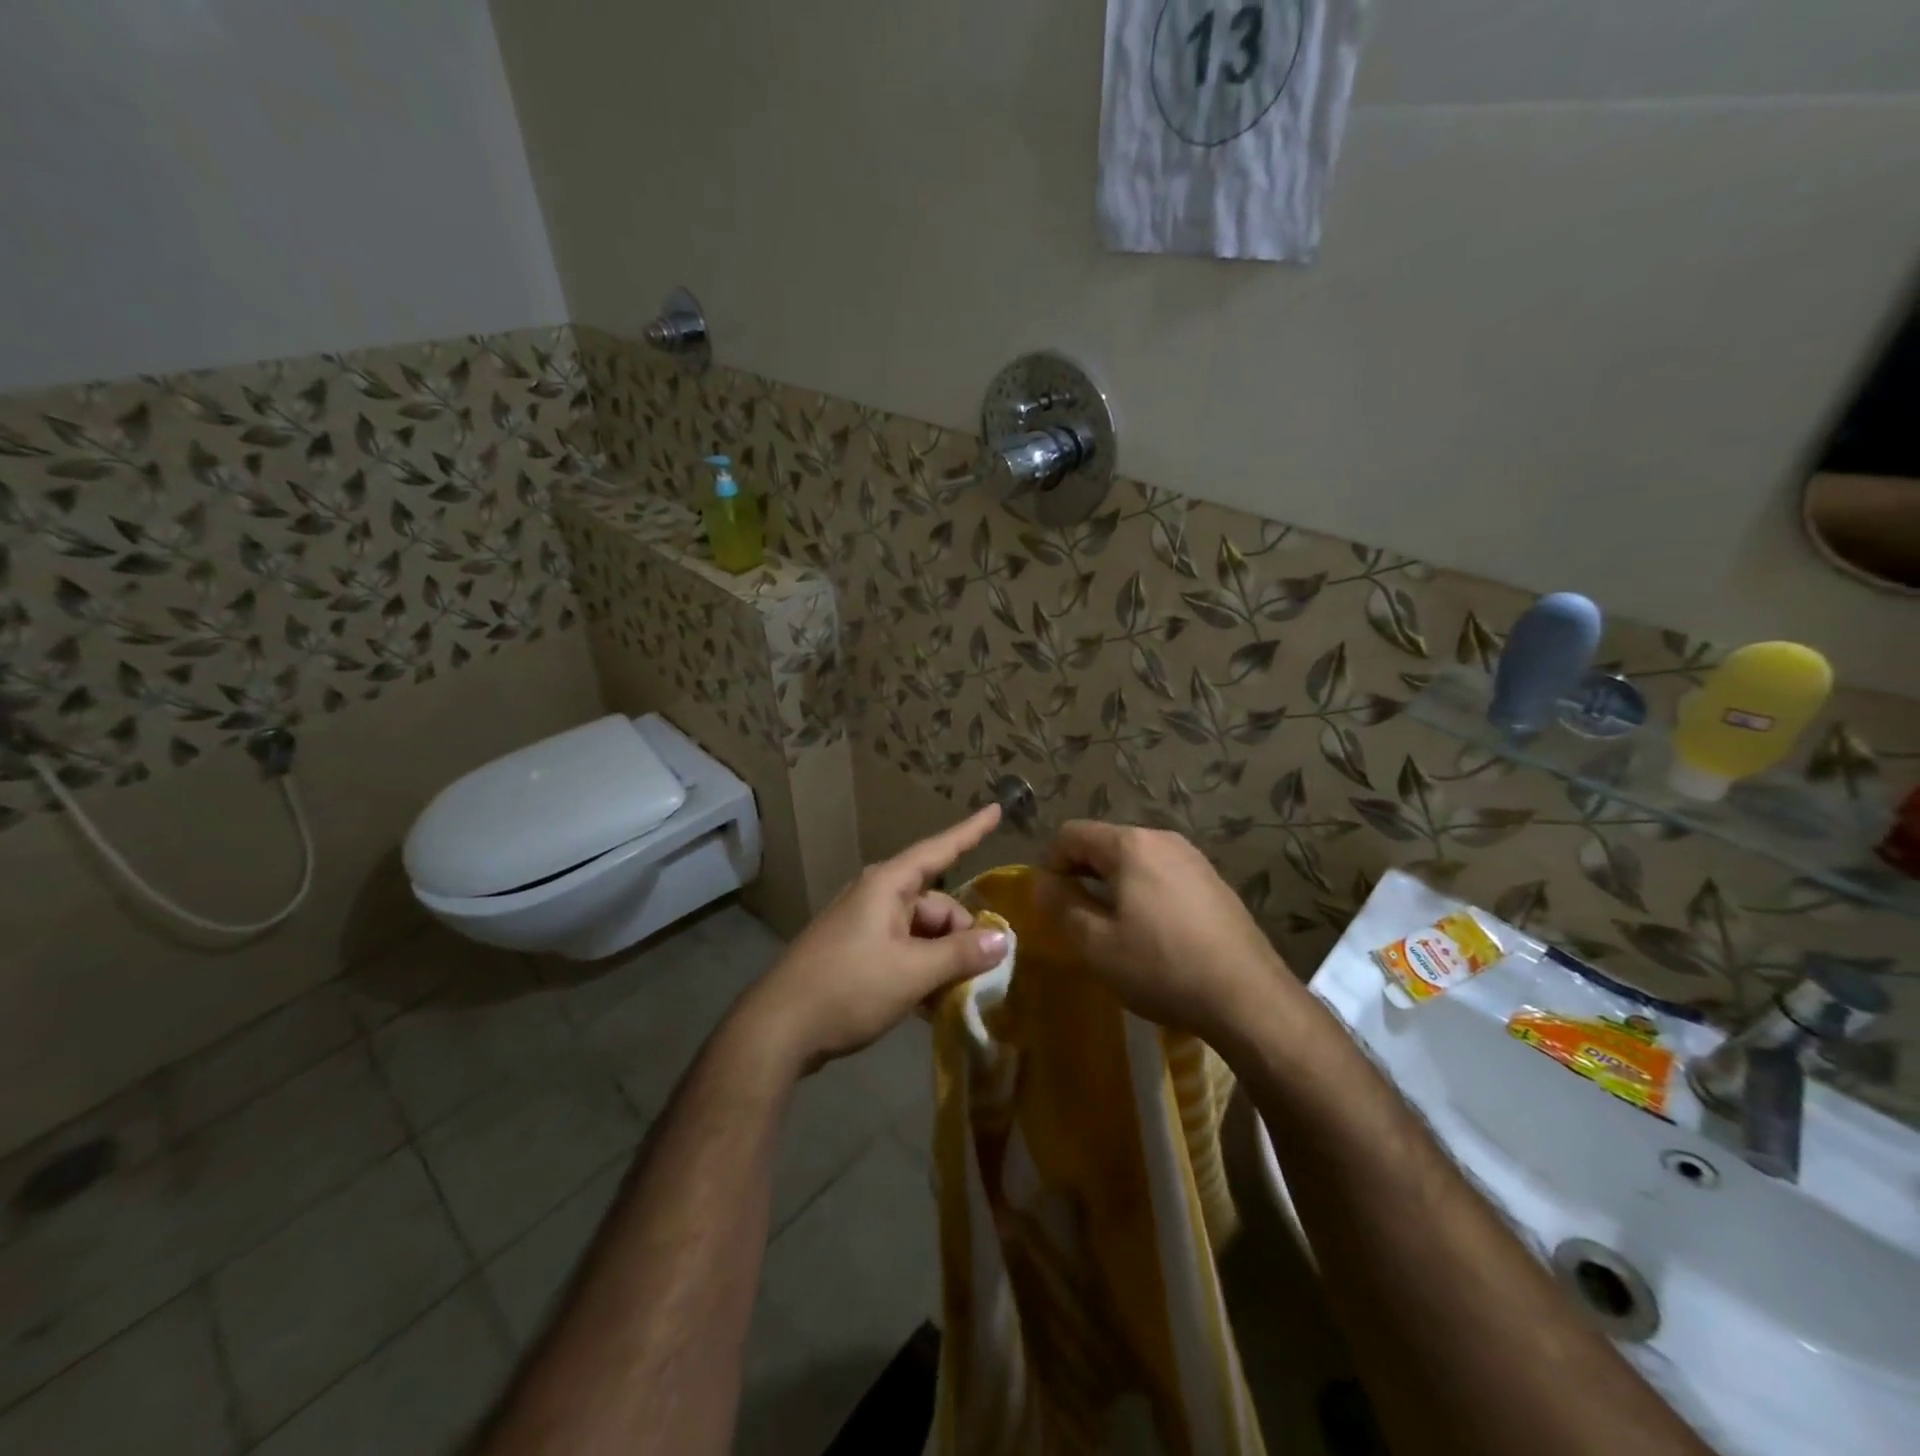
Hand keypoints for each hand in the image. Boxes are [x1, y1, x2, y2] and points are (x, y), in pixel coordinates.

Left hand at [734, 805, 1009, 1073]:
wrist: (779, 1029)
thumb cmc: (848, 988)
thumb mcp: (912, 972)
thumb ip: (960, 954)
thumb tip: (1003, 939)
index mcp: (887, 885)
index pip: (939, 850)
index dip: (971, 832)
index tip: (997, 809)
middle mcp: (876, 897)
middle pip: (936, 904)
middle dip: (961, 935)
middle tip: (978, 974)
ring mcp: (864, 925)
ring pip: (921, 932)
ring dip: (942, 959)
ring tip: (957, 993)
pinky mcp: (856, 953)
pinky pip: (903, 950)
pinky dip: (922, 969)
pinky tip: (932, 1001)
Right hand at [1037, 820, 1296, 1043]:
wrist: (1248, 998)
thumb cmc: (1162, 967)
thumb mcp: (1096, 944)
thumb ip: (1061, 906)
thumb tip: (1042, 883)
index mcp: (1130, 845)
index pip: (1071, 833)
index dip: (1050, 863)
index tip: (1051, 902)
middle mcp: (1162, 839)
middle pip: (1104, 842)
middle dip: (1081, 873)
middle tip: (1076, 918)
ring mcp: (1193, 858)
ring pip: (1134, 859)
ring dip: (1112, 884)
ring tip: (1112, 927)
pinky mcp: (1213, 882)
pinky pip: (1162, 874)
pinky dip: (1143, 892)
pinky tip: (1152, 933)